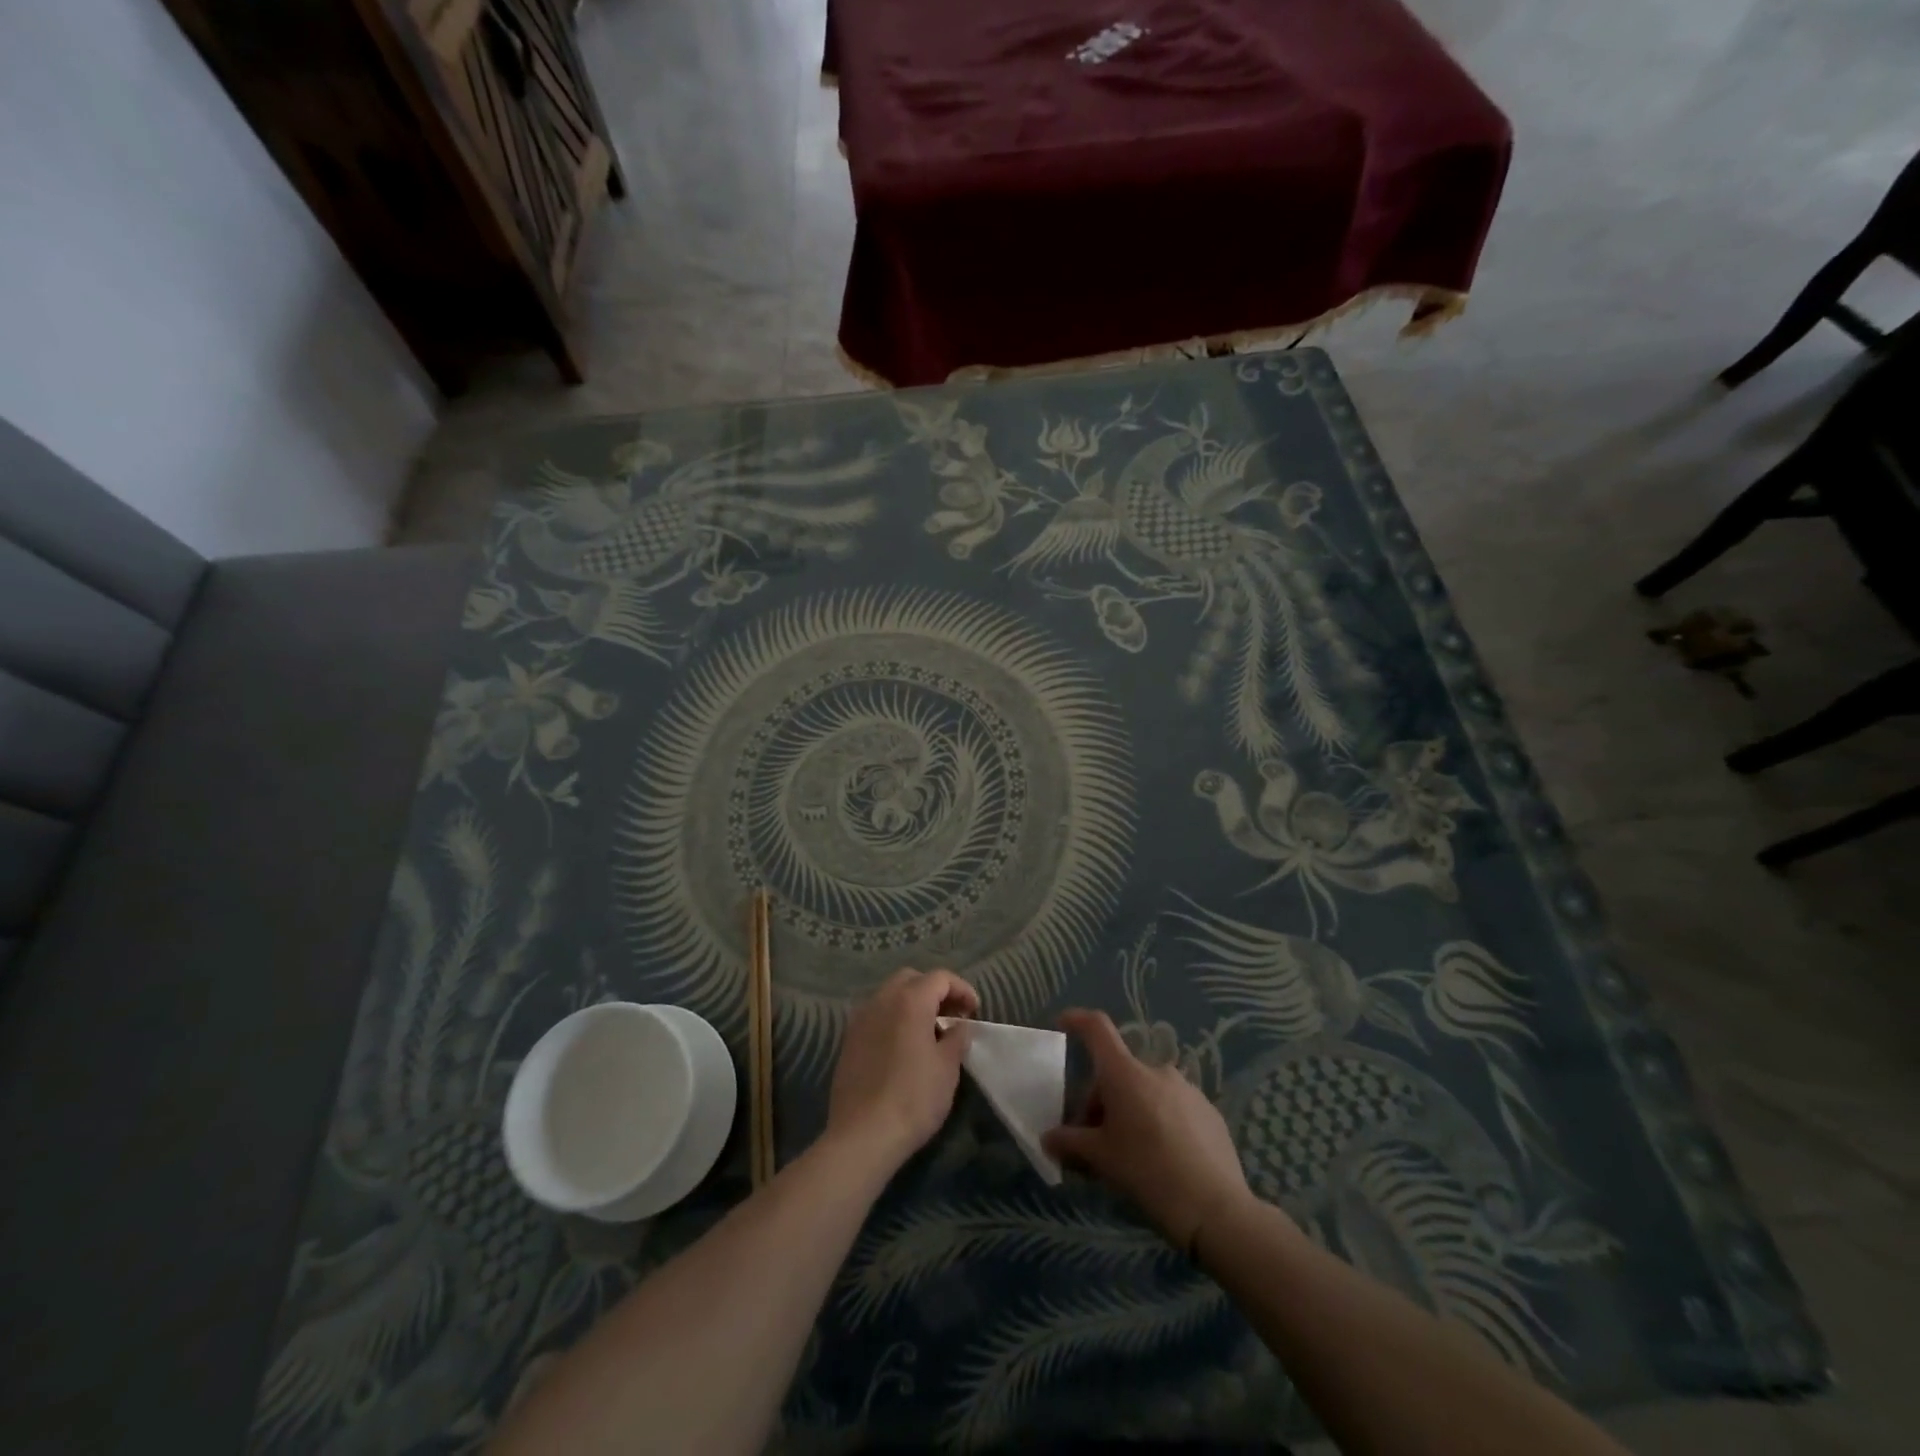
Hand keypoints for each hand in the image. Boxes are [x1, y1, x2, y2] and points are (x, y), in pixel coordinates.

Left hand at [826, 968, 977, 1172]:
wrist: (863, 1135)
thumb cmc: (913, 1098)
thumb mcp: (947, 1068)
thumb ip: (956, 1038)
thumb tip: (959, 1026)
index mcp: (909, 1001)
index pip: (939, 978)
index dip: (962, 989)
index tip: (975, 1011)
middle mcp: (881, 1000)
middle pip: (911, 979)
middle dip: (934, 990)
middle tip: (952, 1015)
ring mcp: (860, 1019)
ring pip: (890, 995)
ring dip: (912, 1003)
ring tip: (930, 1031)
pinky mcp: (849, 1040)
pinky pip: (876, 1015)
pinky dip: (894, 1018)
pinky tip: (904, 1046)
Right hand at [1042, 1009, 1251, 1253]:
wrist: (1216, 1210)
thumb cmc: (1148, 1173)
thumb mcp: (1101, 1159)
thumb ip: (1070, 1143)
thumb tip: (1048, 1138)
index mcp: (1125, 1073)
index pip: (1098, 1028)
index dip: (1078, 1020)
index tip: (1064, 1023)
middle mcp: (1157, 1070)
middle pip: (1118, 1072)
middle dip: (1102, 1100)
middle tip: (1095, 1139)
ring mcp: (1187, 1089)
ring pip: (1146, 1091)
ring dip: (1131, 1111)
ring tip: (1130, 1154)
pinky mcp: (1209, 1112)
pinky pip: (1173, 1107)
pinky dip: (1159, 1122)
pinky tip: (1163, 1160)